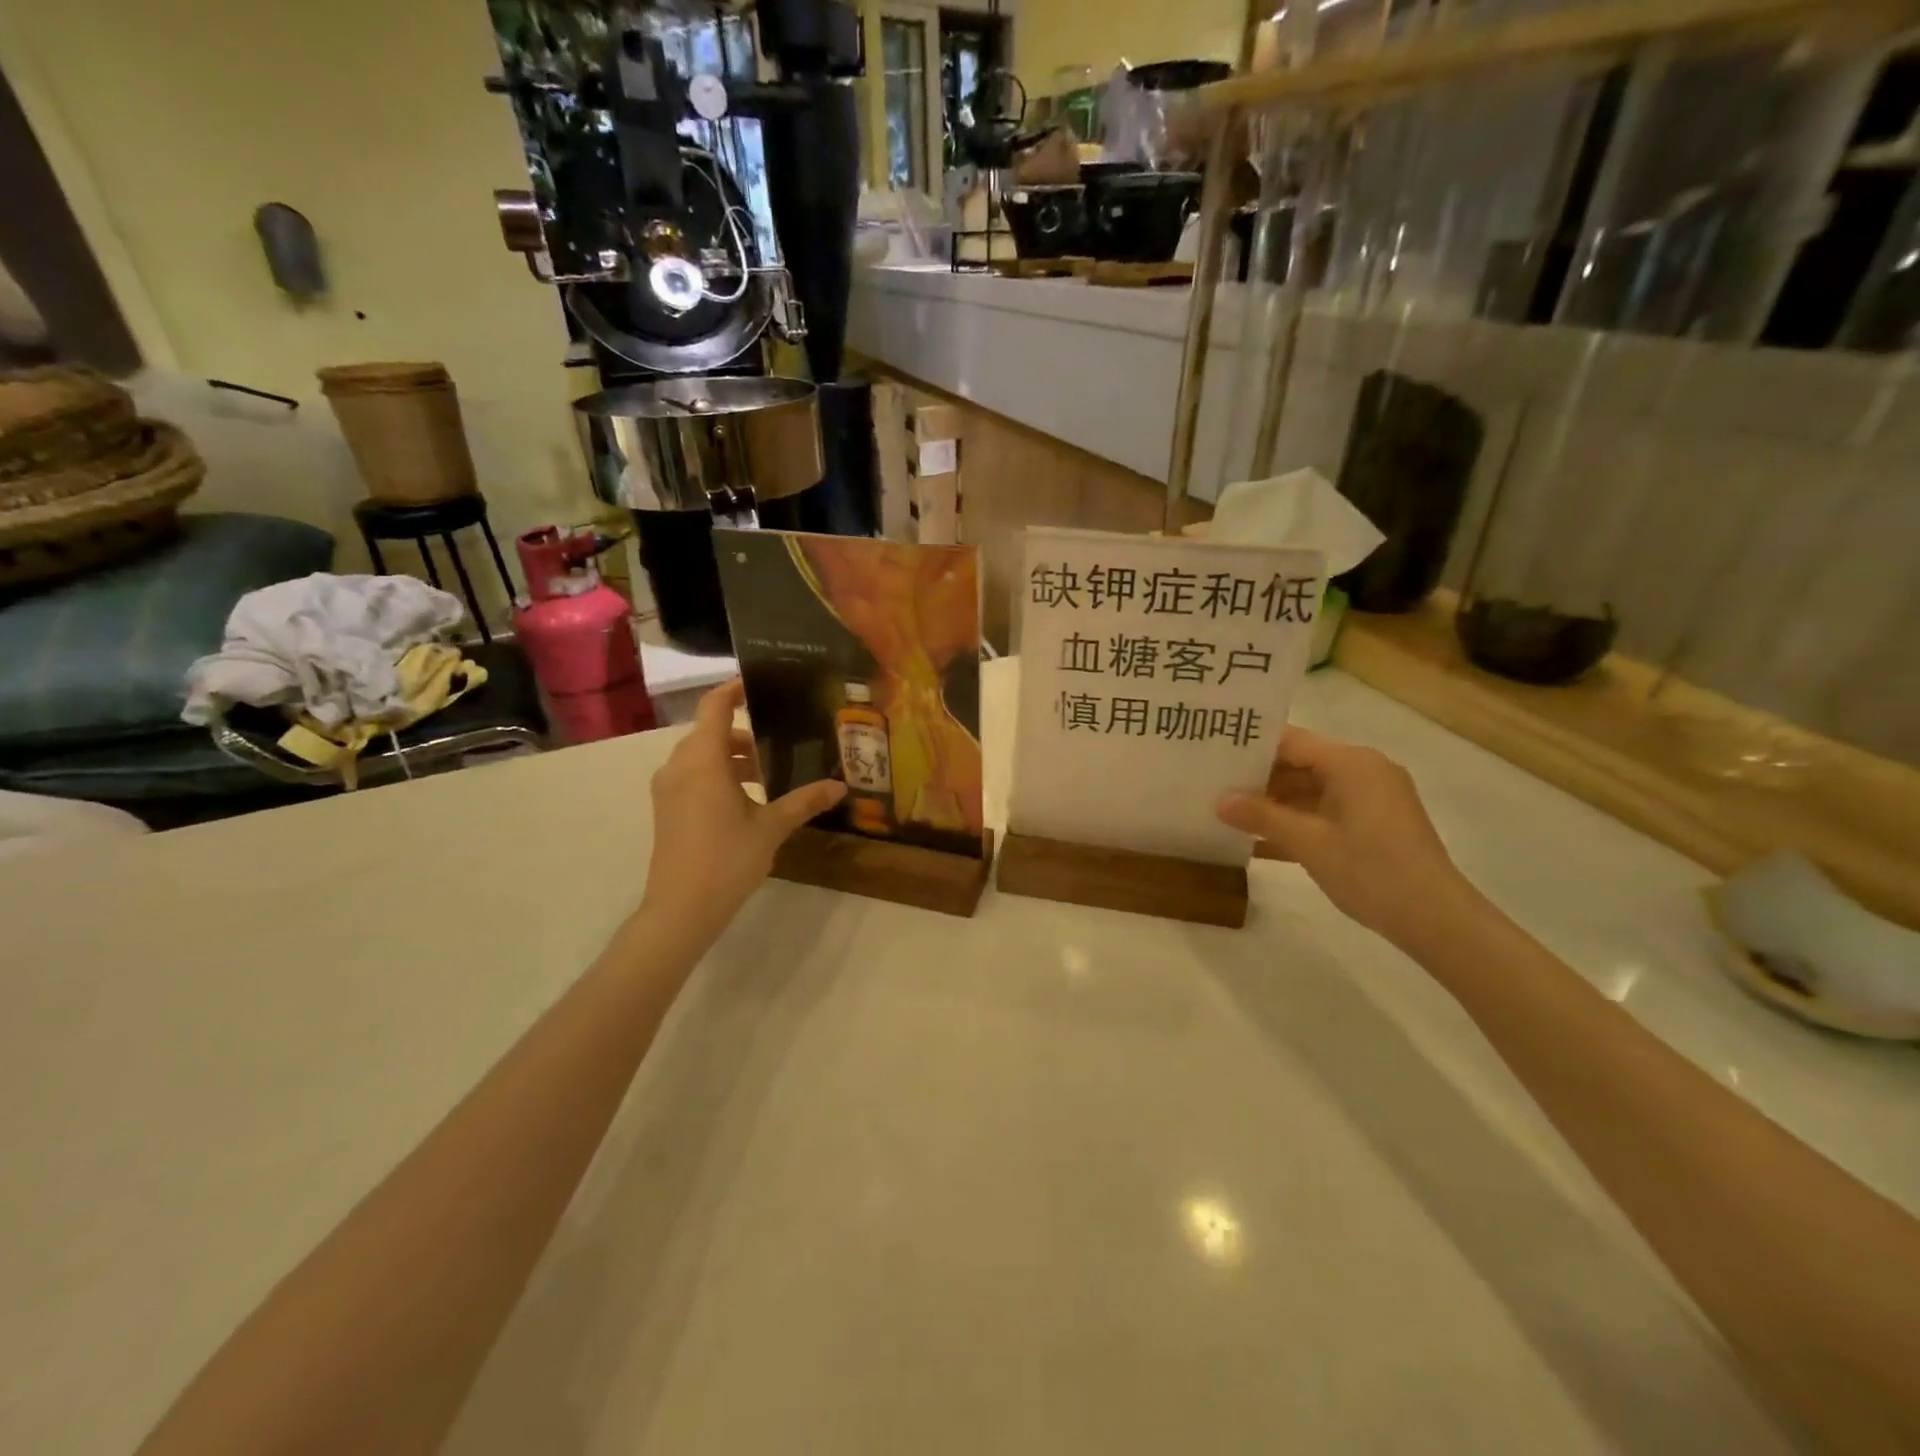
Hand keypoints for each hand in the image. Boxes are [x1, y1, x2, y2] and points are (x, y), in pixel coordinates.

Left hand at [641, 681, 846, 943]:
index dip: (735, 689)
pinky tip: (747, 797)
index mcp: (703, 760)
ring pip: (701, 755)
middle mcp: (679, 765)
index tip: (761, 684)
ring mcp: (668, 788)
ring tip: (769, 772)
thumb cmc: (727, 860)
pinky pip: (693, 775)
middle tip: (781, 736)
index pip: (715, 706)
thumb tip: (840, 786)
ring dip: (732, 756)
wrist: (681, 909)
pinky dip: (718, 773)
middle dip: (744, 731)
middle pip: (710, 731)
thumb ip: (804, 801)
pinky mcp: (667, 808)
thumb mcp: (772, 827)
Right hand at [1217, 726, 1476, 946]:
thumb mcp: (1308, 843)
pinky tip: (1257, 842)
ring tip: (1226, 814)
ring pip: (1309, 791)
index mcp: (1352, 763)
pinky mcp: (1373, 824)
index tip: (1212, 754)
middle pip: (1299, 764)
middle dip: (1257, 779)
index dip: (1251, 747)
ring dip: (1273, 805)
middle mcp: (1363, 771)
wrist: (1436, 919)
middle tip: (1211, 786)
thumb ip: (1262, 816)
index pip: (1291, 741)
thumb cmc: (1371, 870)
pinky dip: (1296, 823)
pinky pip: (1324, 813)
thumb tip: (1220, 801)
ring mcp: (1370, 799)